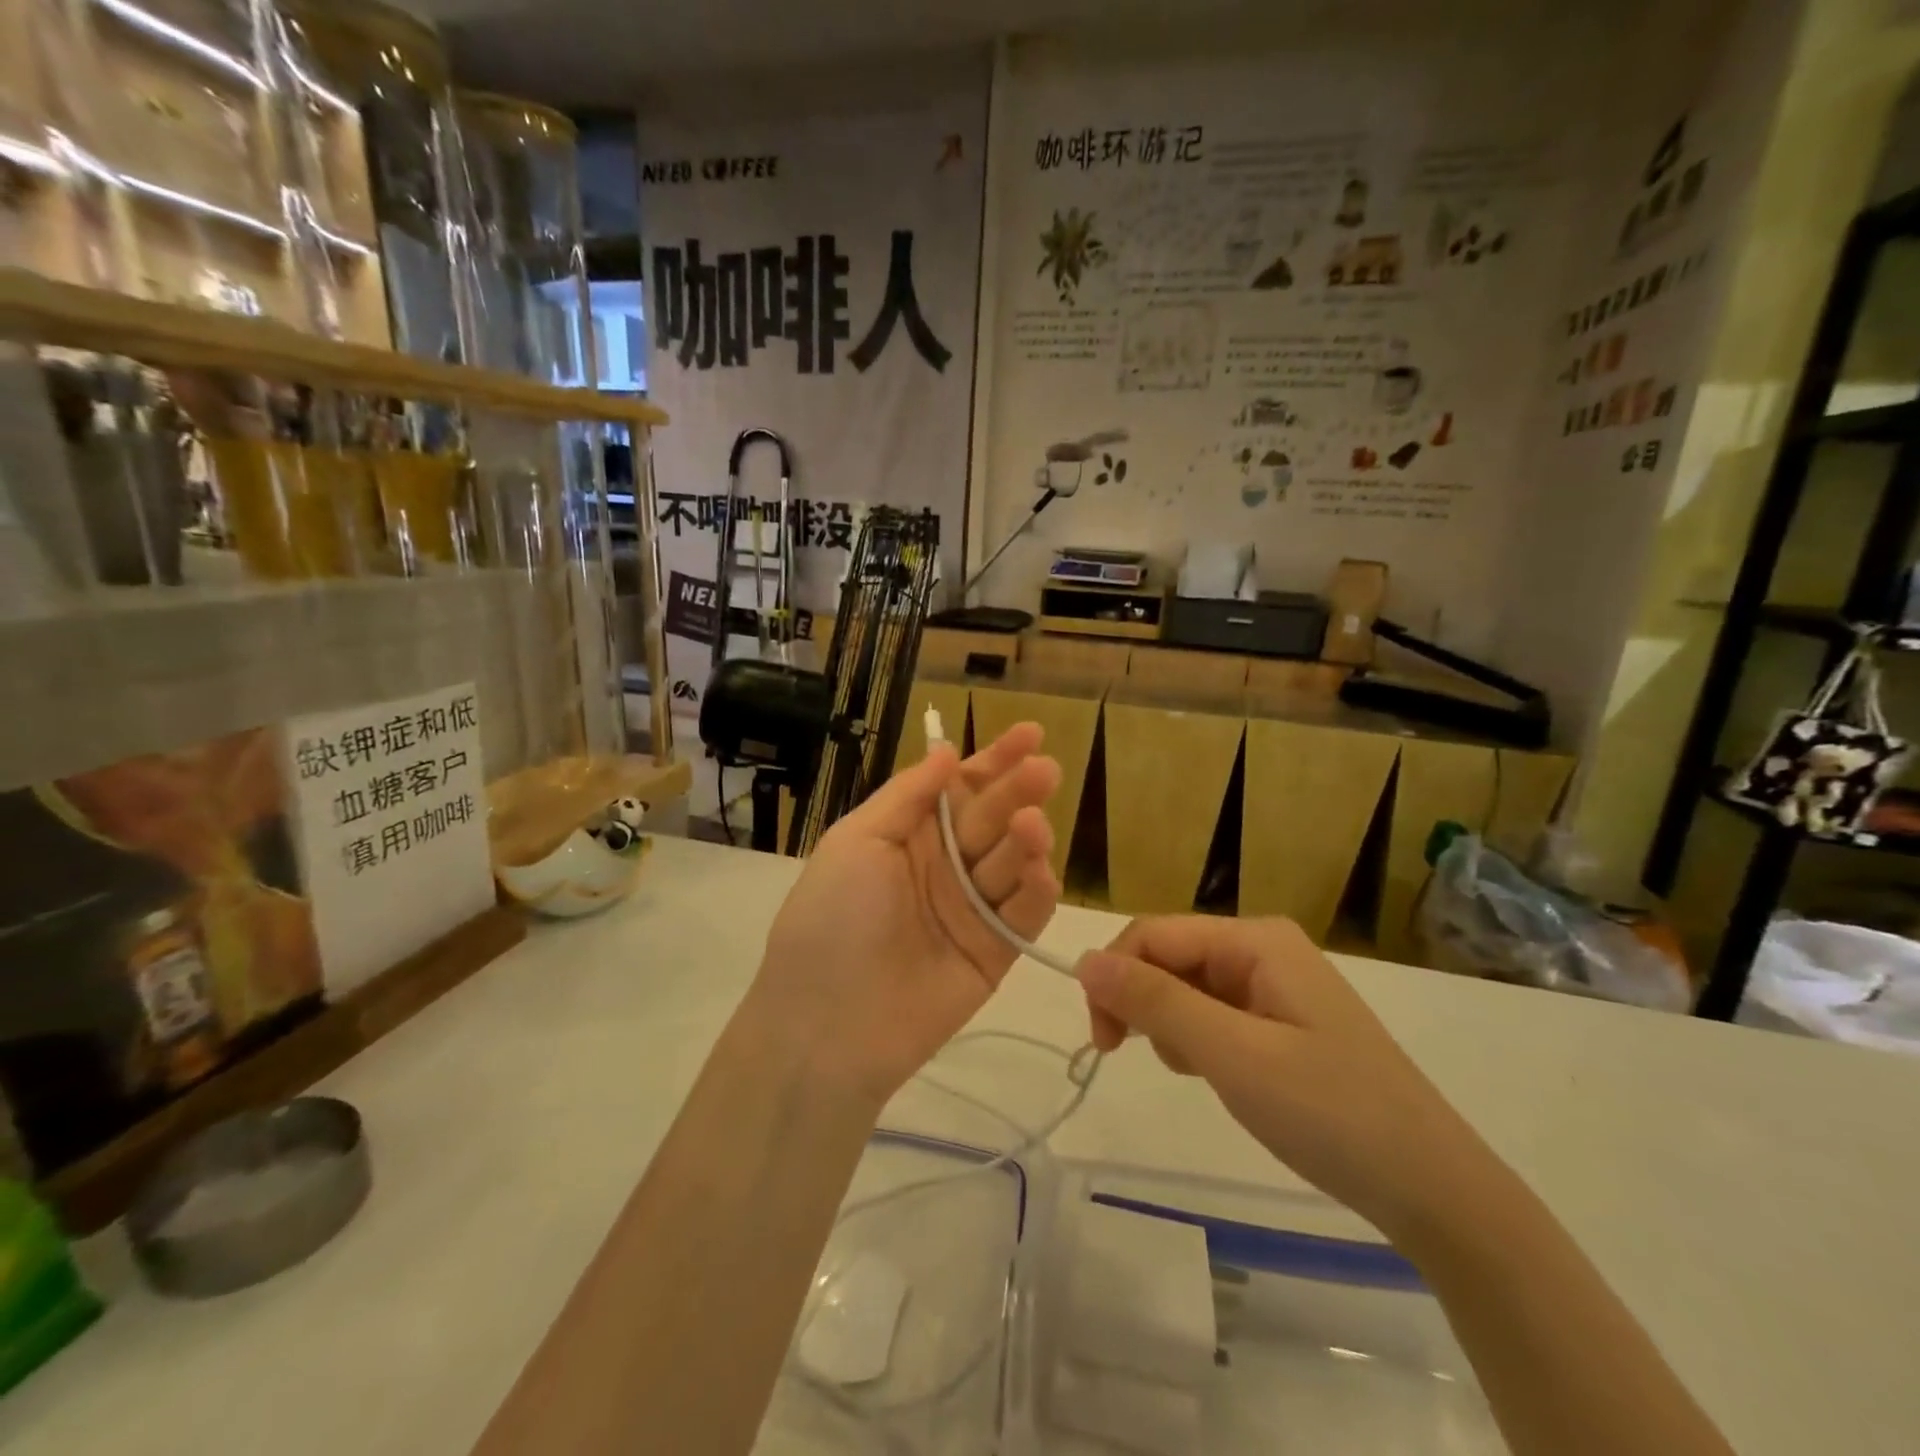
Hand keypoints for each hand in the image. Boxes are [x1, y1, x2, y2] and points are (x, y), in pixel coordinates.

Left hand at [751, 724, 1061, 1107]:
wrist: (826, 1024)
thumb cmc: (831, 917)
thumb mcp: (857, 841)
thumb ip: (908, 795)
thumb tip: (946, 750)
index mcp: (910, 835)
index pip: (961, 787)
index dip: (994, 759)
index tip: (1031, 732)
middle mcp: (945, 865)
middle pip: (992, 818)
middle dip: (1018, 790)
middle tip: (1045, 770)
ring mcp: (972, 909)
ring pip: (1013, 862)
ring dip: (1027, 839)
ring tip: (1031, 825)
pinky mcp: (996, 952)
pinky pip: (1024, 914)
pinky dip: (1036, 890)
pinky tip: (1038, 870)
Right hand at [1078, 916, 1497, 1243]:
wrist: (1433, 1190)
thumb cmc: (1330, 1112)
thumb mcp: (1232, 1055)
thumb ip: (1155, 1001)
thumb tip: (1083, 959)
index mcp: (1255, 939)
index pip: (1154, 934)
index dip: (1115, 976)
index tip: (1102, 1040)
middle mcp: (1262, 948)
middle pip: (1169, 957)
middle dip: (1143, 1003)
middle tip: (1138, 1058)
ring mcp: (1274, 984)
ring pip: (1186, 987)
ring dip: (1172, 1026)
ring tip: (1200, 1073)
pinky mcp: (1280, 1020)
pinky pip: (1213, 1013)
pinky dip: (1199, 1041)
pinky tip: (1219, 1075)